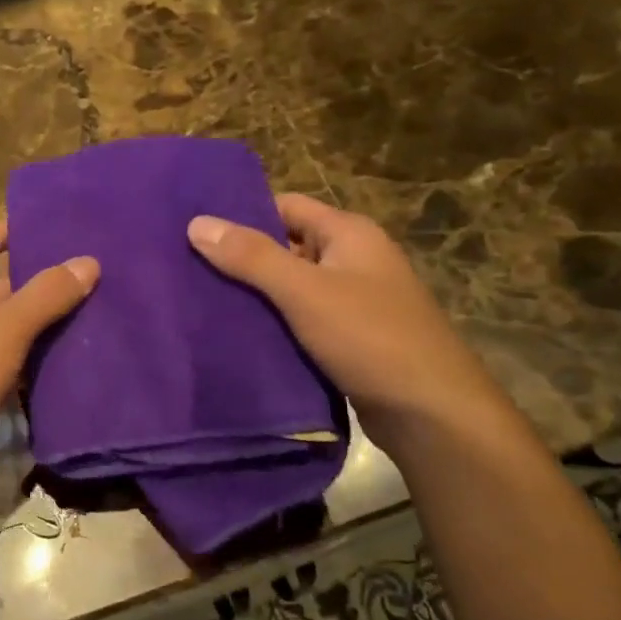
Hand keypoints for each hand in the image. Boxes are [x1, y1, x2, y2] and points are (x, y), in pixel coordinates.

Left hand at [0, 221, 98, 507]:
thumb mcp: (6, 328)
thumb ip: (47, 294)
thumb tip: (88, 261)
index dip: (3, 232)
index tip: (44, 233)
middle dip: (34, 287)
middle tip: (84, 283)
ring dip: (34, 327)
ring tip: (85, 321)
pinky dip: (23, 361)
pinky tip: (59, 365)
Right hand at [186, 195, 504, 434]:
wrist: (432, 413)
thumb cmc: (370, 338)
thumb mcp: (305, 291)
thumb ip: (251, 257)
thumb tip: (197, 222)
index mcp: (349, 234)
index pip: (286, 206)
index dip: (243, 214)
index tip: (197, 229)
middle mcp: (353, 260)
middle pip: (286, 246)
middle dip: (242, 258)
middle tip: (188, 268)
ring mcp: (354, 302)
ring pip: (292, 287)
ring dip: (256, 295)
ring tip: (201, 302)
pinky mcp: (350, 339)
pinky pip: (302, 320)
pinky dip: (274, 324)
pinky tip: (238, 335)